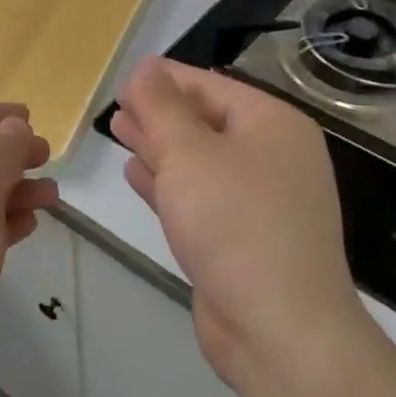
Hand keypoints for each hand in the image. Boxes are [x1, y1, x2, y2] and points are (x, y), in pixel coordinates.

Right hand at [112, 57, 363, 390]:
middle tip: (116, 105)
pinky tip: (136, 173)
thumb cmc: (234, 225)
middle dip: (159, 113)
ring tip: (120, 130)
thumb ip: (162, 107)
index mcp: (273, 124)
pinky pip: (200, 196)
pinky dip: (168, 183)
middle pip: (206, 121)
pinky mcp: (243, 237)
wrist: (279, 328)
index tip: (123, 78)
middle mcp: (273, 156)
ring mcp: (261, 200)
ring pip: (200, 160)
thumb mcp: (190, 154)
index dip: (164, 79)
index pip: (210, 86)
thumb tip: (146, 67)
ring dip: (159, 146)